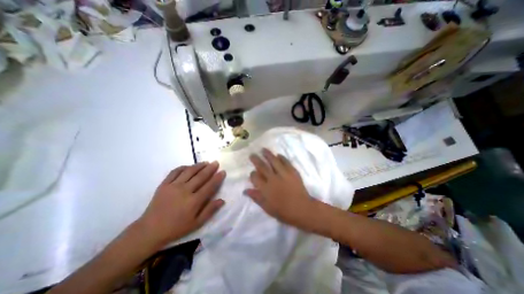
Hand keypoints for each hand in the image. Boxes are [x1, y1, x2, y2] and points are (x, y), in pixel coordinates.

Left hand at [137, 162, 224, 245]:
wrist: (149, 230)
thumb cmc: (176, 228)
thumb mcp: (196, 224)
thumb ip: (210, 211)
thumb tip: (222, 200)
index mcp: (193, 201)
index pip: (209, 186)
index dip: (217, 178)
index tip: (223, 172)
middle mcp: (184, 191)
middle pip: (200, 176)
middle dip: (210, 168)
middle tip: (216, 162)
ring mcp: (173, 186)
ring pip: (189, 172)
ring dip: (199, 166)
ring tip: (206, 162)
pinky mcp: (164, 185)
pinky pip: (175, 172)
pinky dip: (183, 167)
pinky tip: (189, 166)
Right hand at [245, 148, 314, 228]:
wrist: (302, 209)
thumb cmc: (284, 212)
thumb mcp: (267, 208)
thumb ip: (256, 198)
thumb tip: (245, 190)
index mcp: (265, 189)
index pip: (255, 177)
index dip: (252, 174)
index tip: (252, 173)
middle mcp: (273, 179)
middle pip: (262, 166)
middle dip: (256, 160)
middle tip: (252, 154)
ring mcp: (283, 174)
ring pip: (273, 161)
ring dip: (268, 154)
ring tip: (263, 149)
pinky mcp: (292, 172)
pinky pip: (286, 162)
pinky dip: (282, 158)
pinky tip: (278, 155)